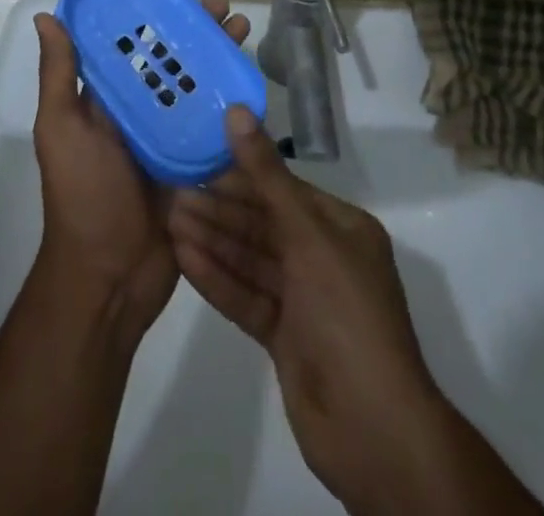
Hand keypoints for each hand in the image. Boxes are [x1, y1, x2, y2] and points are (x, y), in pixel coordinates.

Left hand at [32, 0, 249, 337]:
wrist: (109, 276)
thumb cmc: (82, 194)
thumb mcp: (61, 129)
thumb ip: (58, 76)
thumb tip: (46, 16)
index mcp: (106, 99)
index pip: (133, 45)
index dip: (154, 16)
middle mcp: (139, 112)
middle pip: (172, 61)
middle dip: (197, 31)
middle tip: (226, 5)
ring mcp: (169, 139)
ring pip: (197, 87)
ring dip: (218, 57)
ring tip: (243, 28)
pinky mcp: (194, 165)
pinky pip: (214, 126)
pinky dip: (231, 103)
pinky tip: (251, 80)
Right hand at [170, 108, 542, 515]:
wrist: (373, 430)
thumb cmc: (346, 315)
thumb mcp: (308, 236)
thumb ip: (266, 177)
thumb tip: (237, 112)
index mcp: (341, 228)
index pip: (283, 189)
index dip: (241, 173)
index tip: (198, 157)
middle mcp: (323, 257)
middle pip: (263, 224)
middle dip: (220, 210)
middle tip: (173, 192)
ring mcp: (304, 300)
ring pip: (251, 260)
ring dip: (213, 241)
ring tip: (170, 221)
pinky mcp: (285, 336)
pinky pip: (247, 296)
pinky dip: (218, 279)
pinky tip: (184, 259)